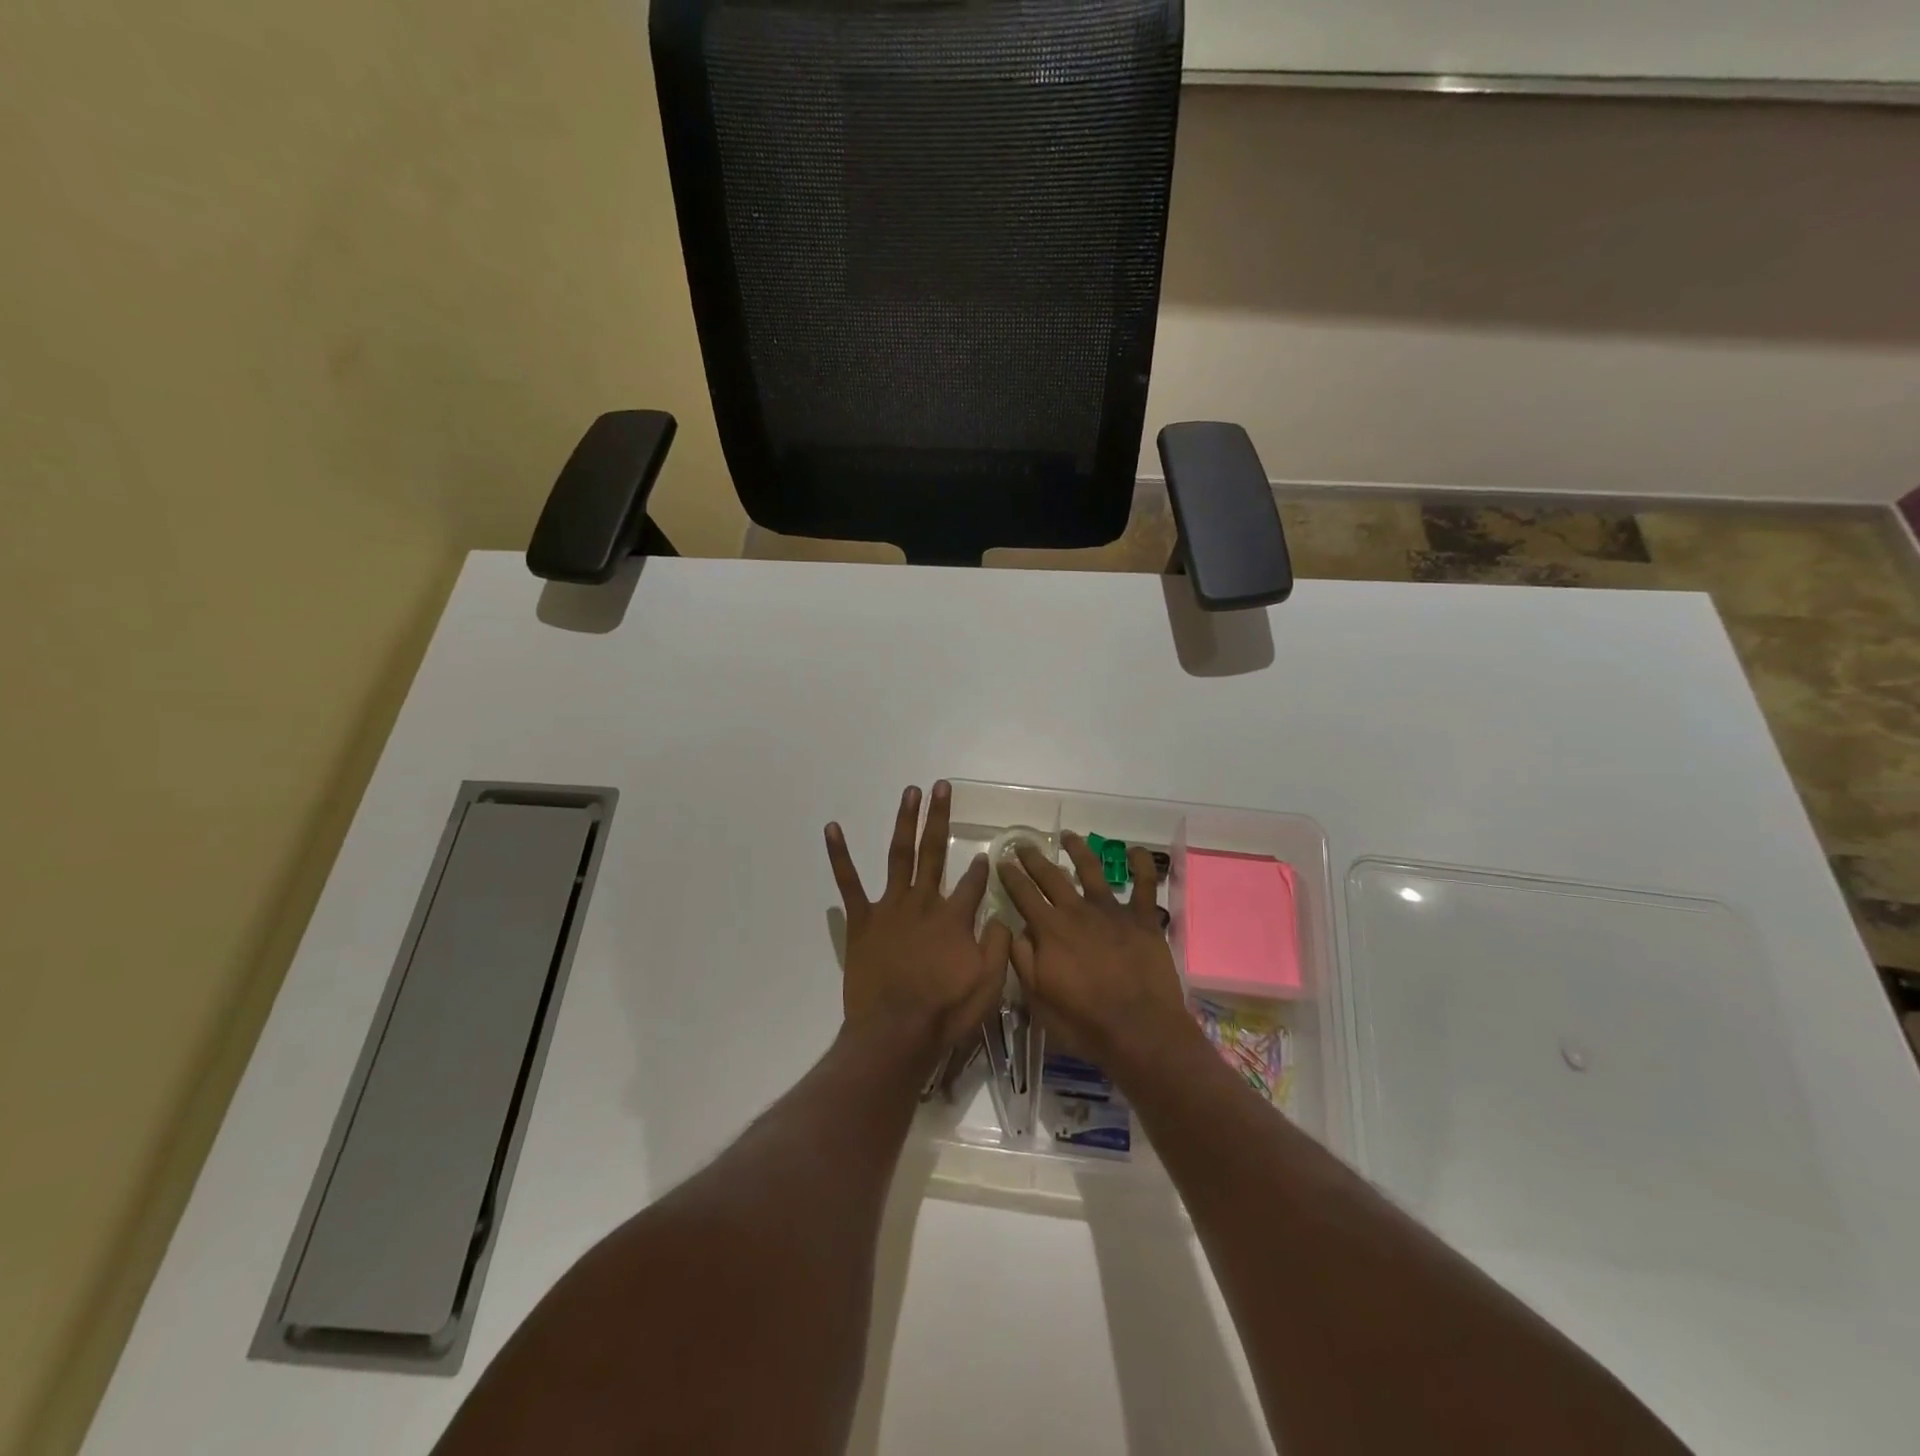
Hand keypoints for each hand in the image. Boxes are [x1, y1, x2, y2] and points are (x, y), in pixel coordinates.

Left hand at [825, 782, 1010, 1061]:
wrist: (895, 1034)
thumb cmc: (945, 1013)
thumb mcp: (989, 984)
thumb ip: (998, 944)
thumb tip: (1000, 915)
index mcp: (954, 917)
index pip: (973, 883)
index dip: (981, 867)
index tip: (986, 854)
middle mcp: (924, 902)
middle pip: (934, 851)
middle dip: (939, 817)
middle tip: (941, 786)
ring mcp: (890, 908)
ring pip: (899, 855)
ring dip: (905, 821)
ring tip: (910, 793)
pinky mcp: (862, 921)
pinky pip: (848, 883)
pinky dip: (839, 855)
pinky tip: (833, 828)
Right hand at [999, 832, 1198, 1075]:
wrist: (1139, 1030)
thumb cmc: (1084, 1021)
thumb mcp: (1038, 998)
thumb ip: (1023, 960)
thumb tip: (1013, 929)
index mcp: (1050, 929)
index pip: (1023, 894)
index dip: (1010, 876)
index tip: (1001, 861)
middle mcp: (1078, 911)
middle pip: (1052, 876)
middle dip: (1034, 858)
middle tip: (1024, 844)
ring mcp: (1112, 911)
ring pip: (1092, 870)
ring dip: (1079, 850)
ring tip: (1069, 836)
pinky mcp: (1143, 919)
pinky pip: (1145, 885)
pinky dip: (1141, 865)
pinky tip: (1135, 851)